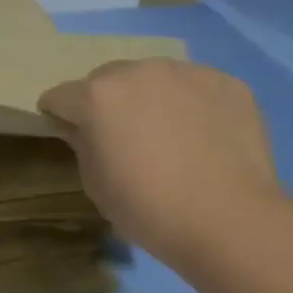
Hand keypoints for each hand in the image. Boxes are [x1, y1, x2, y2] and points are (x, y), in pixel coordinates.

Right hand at [39, 59, 284, 260]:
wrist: (232, 222)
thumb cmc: (150, 210)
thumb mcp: (96, 185)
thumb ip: (82, 145)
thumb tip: (84, 129)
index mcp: (97, 96)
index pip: (60, 96)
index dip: (60, 115)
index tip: (72, 134)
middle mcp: (137, 71)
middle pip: (107, 79)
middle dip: (108, 102)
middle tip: (126, 137)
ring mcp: (185, 72)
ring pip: (154, 78)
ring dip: (152, 98)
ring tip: (172, 135)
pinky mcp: (226, 82)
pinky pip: (197, 87)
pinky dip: (194, 105)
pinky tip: (207, 137)